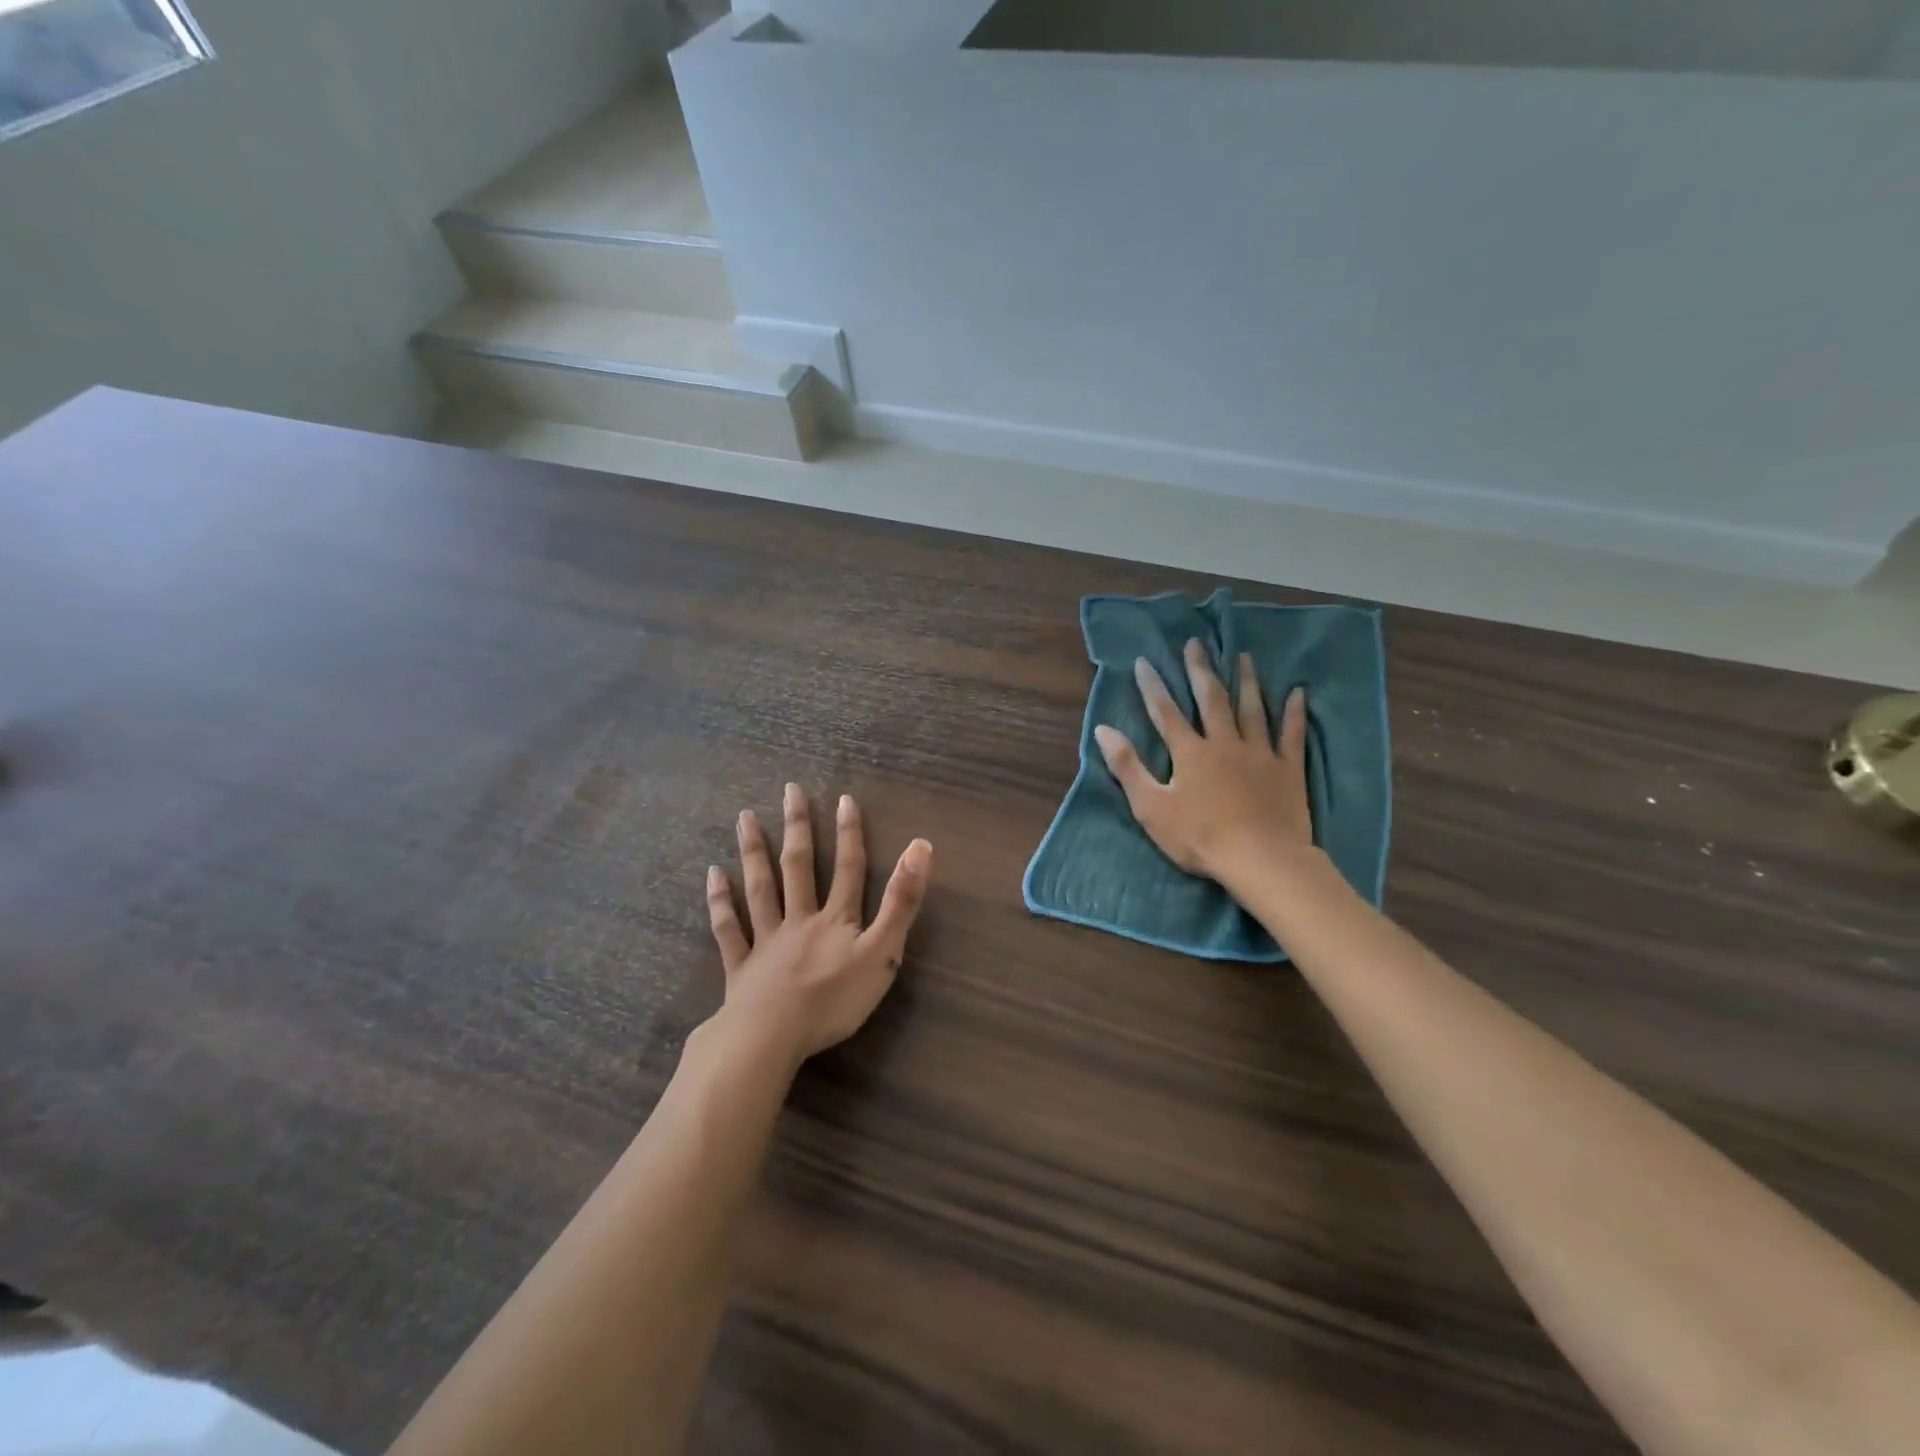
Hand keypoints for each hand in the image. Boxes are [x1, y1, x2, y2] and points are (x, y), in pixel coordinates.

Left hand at [706, 783, 931, 1065]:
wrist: (771, 1037)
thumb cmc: (833, 1000)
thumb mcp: (882, 953)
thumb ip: (901, 902)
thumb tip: (920, 846)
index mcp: (836, 919)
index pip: (848, 869)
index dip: (850, 834)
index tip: (844, 799)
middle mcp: (799, 919)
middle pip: (798, 867)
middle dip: (797, 827)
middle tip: (789, 790)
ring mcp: (766, 941)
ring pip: (760, 888)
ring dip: (754, 852)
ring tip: (745, 818)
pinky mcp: (741, 967)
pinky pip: (728, 928)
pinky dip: (720, 901)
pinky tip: (713, 876)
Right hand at [1094, 640, 1314, 884]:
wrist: (1260, 858)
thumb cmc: (1199, 837)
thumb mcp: (1151, 807)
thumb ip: (1128, 766)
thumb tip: (1103, 730)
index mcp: (1190, 753)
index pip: (1166, 712)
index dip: (1153, 686)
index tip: (1145, 661)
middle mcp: (1224, 743)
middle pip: (1211, 700)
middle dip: (1200, 671)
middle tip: (1196, 644)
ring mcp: (1259, 753)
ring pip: (1252, 709)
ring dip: (1246, 682)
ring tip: (1243, 657)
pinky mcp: (1287, 769)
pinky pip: (1291, 734)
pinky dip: (1294, 712)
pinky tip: (1298, 692)